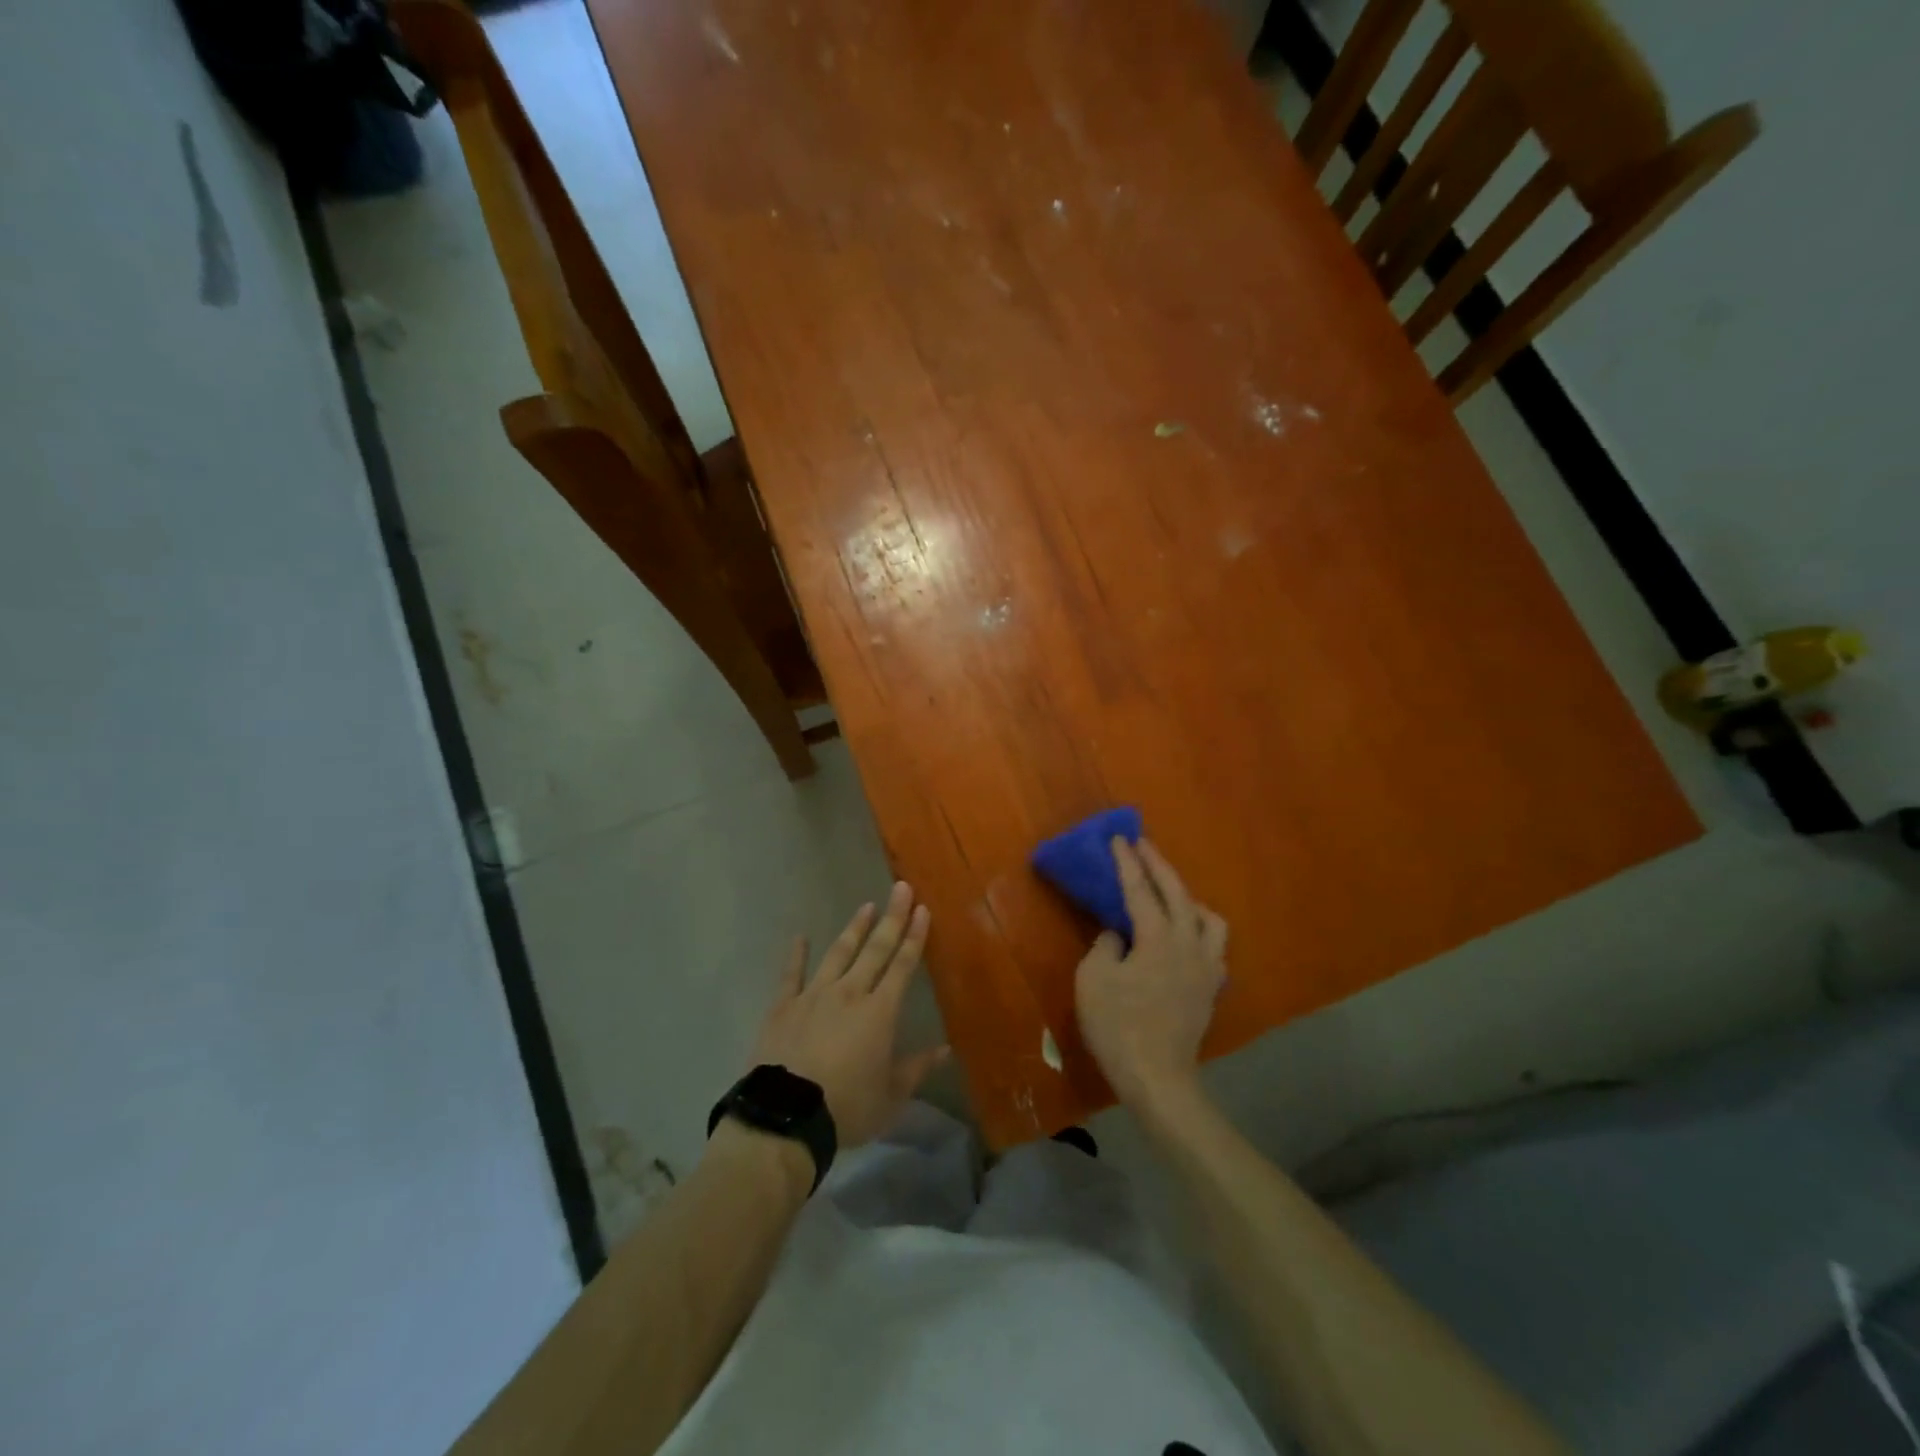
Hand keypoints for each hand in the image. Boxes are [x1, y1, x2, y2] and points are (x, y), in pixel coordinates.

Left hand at [747, 881, 949, 1148]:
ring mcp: (814, 995)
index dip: (914, 937)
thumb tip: (945, 1049)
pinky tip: (800, 937)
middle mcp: (849, 993)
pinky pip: (791, 974)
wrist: (786, 1117)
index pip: (902, 966)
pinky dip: (796, 954)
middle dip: (891, 918)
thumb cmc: (846, 1108)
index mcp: (879, 1012)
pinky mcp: (783, 1006)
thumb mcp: (890, 1097)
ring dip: (854, 929)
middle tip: (900, 888)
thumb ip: (916, 1068)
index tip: (923, 910)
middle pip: (875, 950)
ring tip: (866, 906)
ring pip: (839, 953)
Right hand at [1075, 838, 1227, 1109]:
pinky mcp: (1211, 988)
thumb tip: (1119, 935)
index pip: (1141, 890)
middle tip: (1143, 845)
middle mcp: (1189, 944)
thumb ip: (1106, 946)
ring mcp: (1206, 967)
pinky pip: (1213, 946)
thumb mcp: (1093, 979)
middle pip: (1178, 893)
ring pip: (1208, 918)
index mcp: (1158, 938)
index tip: (1119, 839)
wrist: (1157, 1077)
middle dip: (1159, 865)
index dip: (1127, 863)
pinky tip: (1185, 938)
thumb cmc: (1118, 1026)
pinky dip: (1199, 930)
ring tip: (1170, 896)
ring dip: (1188, 898)